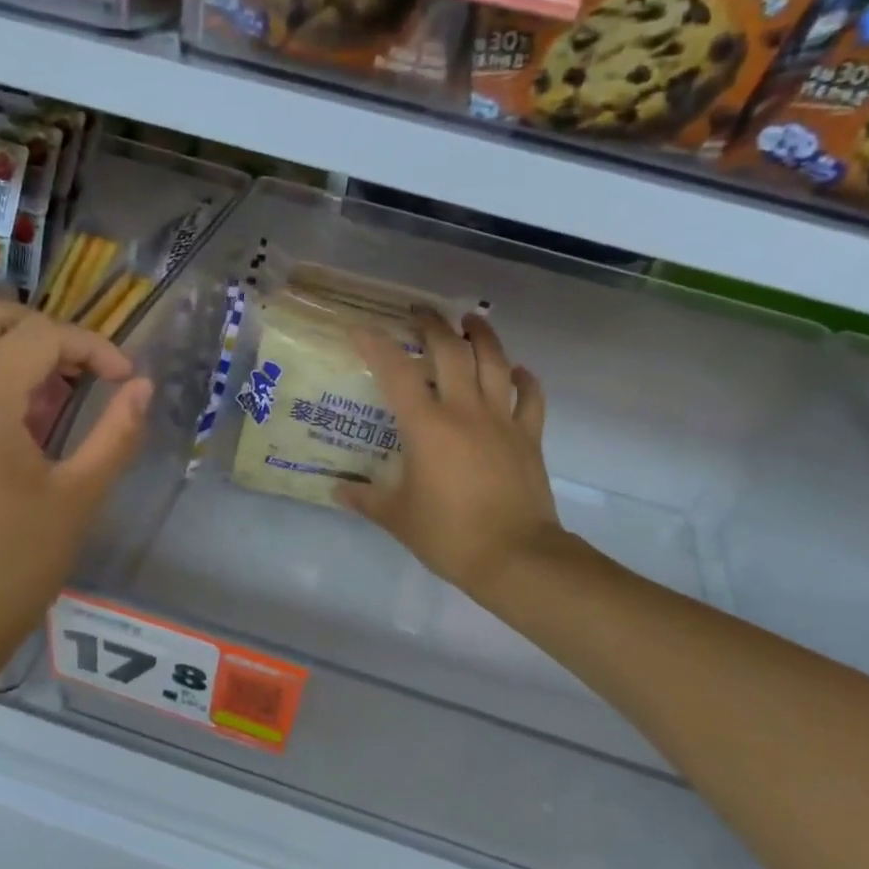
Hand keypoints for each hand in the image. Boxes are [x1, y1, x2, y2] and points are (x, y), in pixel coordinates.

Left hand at [0, 297, 151, 697]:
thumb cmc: (13, 567)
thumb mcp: (78, 498)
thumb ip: (117, 432)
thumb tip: (143, 387)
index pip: (41, 336)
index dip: (93, 348)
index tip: (124, 380)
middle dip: (40, 330)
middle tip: (77, 371)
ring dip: (1, 350)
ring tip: (42, 398)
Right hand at [338, 310, 562, 603]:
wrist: (515, 556)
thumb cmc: (449, 535)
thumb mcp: (397, 518)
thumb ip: (366, 499)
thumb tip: (338, 490)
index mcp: (427, 427)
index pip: (396, 373)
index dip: (376, 345)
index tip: (360, 328)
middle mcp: (465, 411)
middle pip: (450, 352)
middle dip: (433, 325)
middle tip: (420, 311)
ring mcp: (502, 420)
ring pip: (494, 363)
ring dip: (482, 336)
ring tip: (471, 320)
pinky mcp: (529, 437)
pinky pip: (531, 398)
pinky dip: (525, 380)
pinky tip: (518, 371)